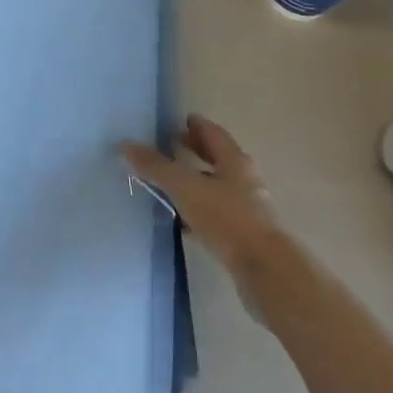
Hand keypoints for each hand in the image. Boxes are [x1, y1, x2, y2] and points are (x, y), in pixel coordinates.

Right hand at [123, 116, 285, 292]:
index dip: (196, 126)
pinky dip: (200, 212)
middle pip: (218, 159)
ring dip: (197, 184)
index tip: (180, 121)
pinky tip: (183, 223)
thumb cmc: (227, 218)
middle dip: (196, 152)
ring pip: (218, 188)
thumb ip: (156, 167)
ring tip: (171, 185)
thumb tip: (125, 145)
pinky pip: (218, 216)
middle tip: (173, 146)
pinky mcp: (246, 238)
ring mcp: (249, 210)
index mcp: (235, 160)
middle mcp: (245, 180)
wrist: (267, 272)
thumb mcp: (186, 187)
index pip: (213, 133)